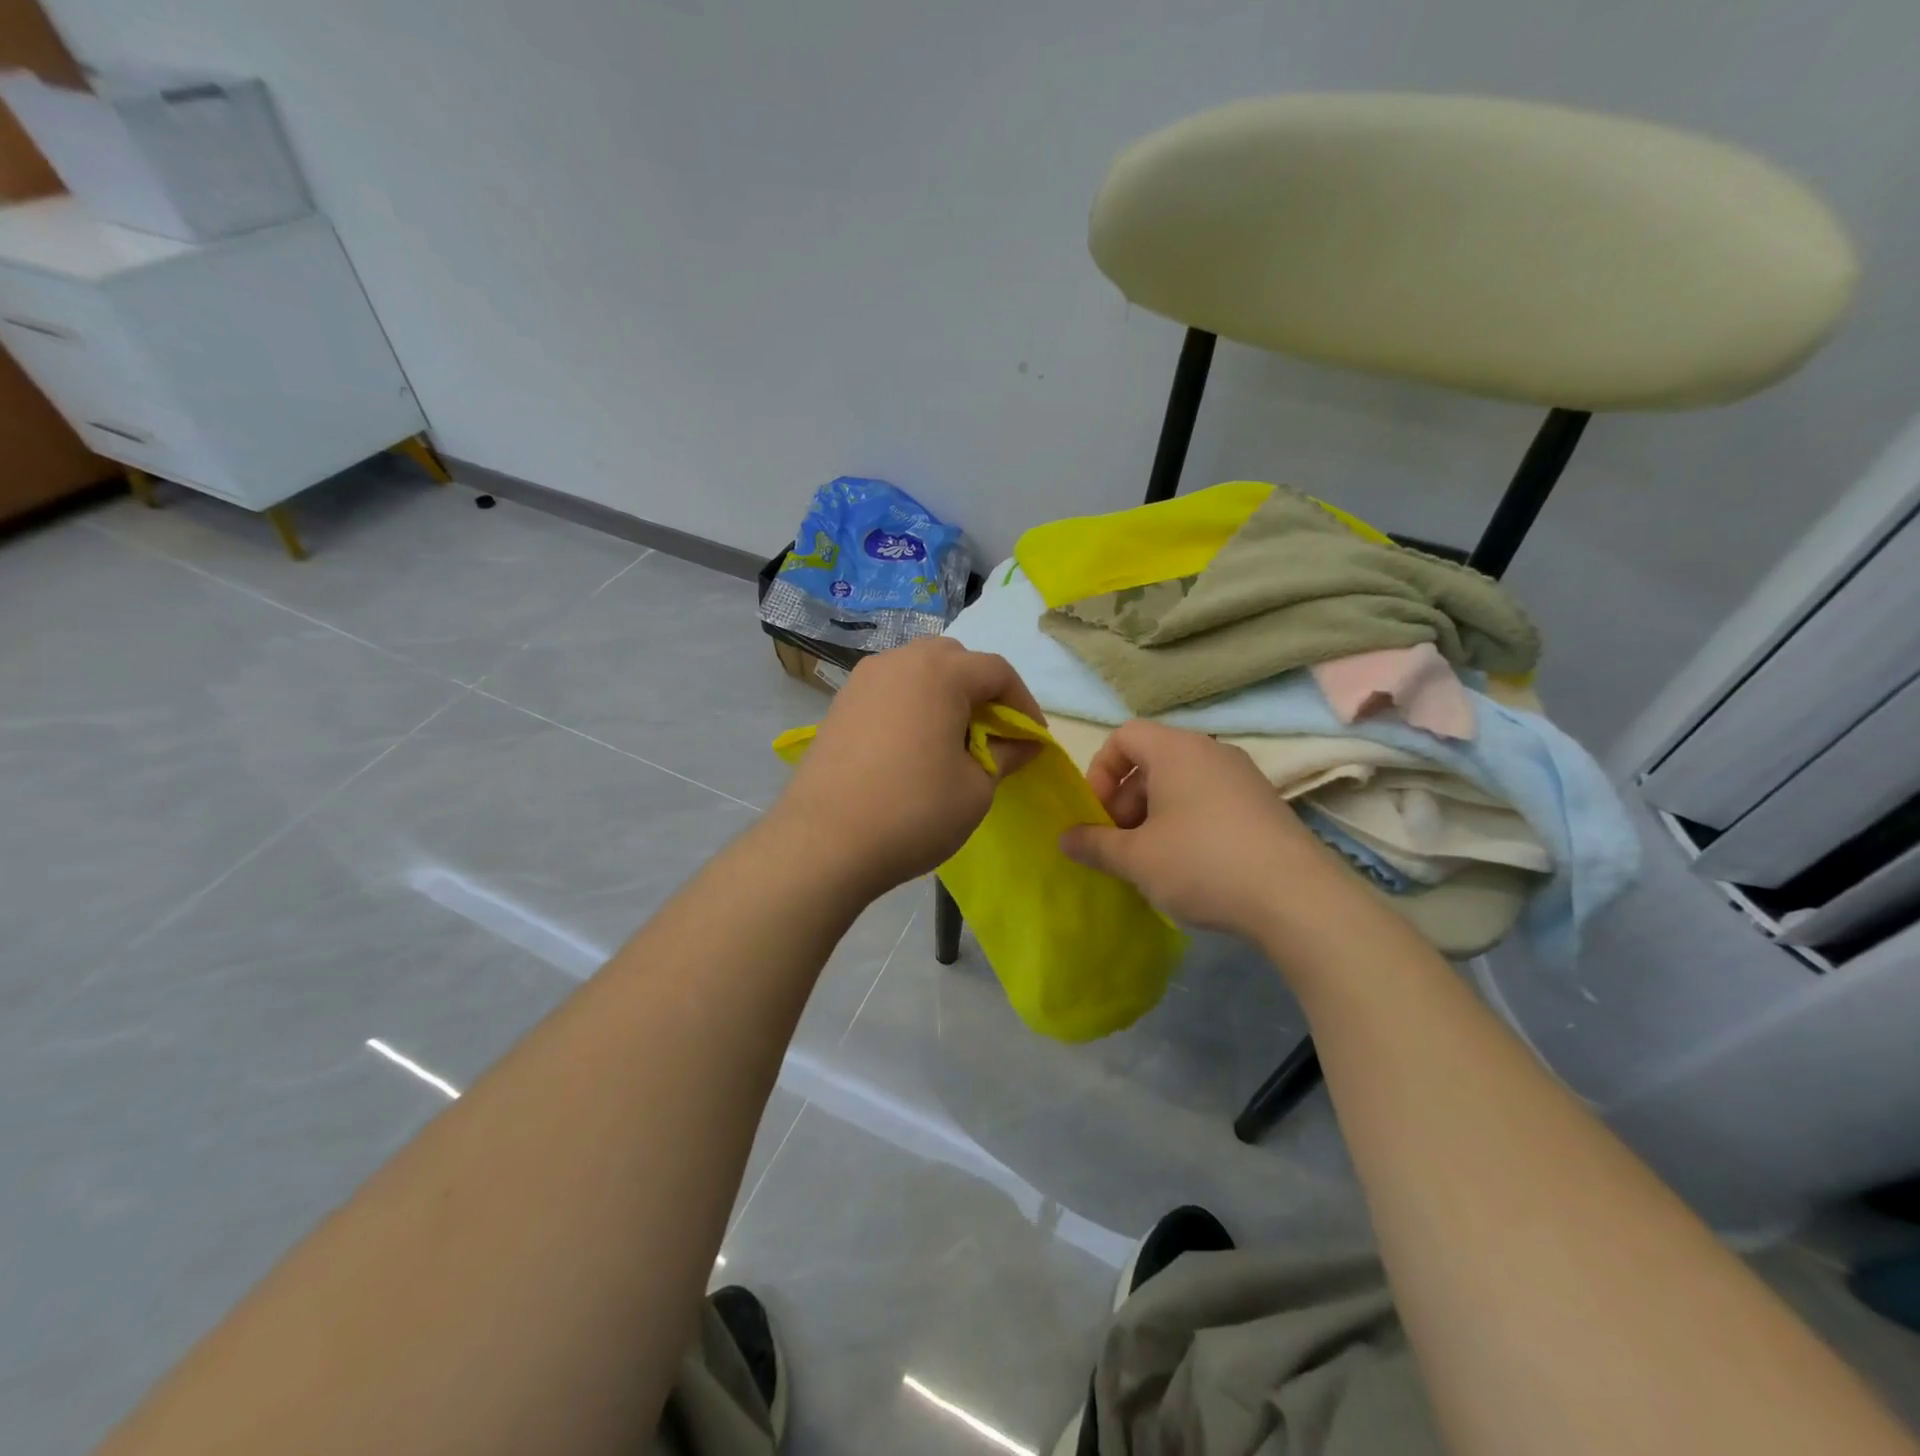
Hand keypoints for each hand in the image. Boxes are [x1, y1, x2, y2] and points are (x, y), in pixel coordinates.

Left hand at [771, 637, 1043, 899]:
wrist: (823, 842)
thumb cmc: (913, 812)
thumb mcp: (976, 788)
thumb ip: (1006, 755)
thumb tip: (1023, 743)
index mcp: (940, 672)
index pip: (997, 671)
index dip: (1024, 704)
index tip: (1033, 739)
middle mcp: (899, 661)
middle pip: (955, 660)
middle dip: (982, 692)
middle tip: (993, 735)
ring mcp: (863, 680)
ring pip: (918, 671)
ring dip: (945, 696)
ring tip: (954, 740)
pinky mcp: (840, 704)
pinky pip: (890, 690)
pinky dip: (912, 706)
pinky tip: (914, 746)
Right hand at [1060, 719, 1346, 939]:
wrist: (1296, 898)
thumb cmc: (1202, 863)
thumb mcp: (1136, 858)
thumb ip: (1094, 844)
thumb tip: (1065, 838)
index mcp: (1177, 750)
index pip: (1124, 736)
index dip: (1100, 771)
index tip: (1098, 814)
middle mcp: (1212, 751)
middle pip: (1152, 761)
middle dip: (1125, 801)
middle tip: (1119, 844)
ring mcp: (1243, 777)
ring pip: (1181, 784)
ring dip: (1154, 816)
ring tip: (1151, 861)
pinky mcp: (1264, 805)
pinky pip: (1210, 801)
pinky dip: (1187, 824)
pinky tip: (1190, 867)